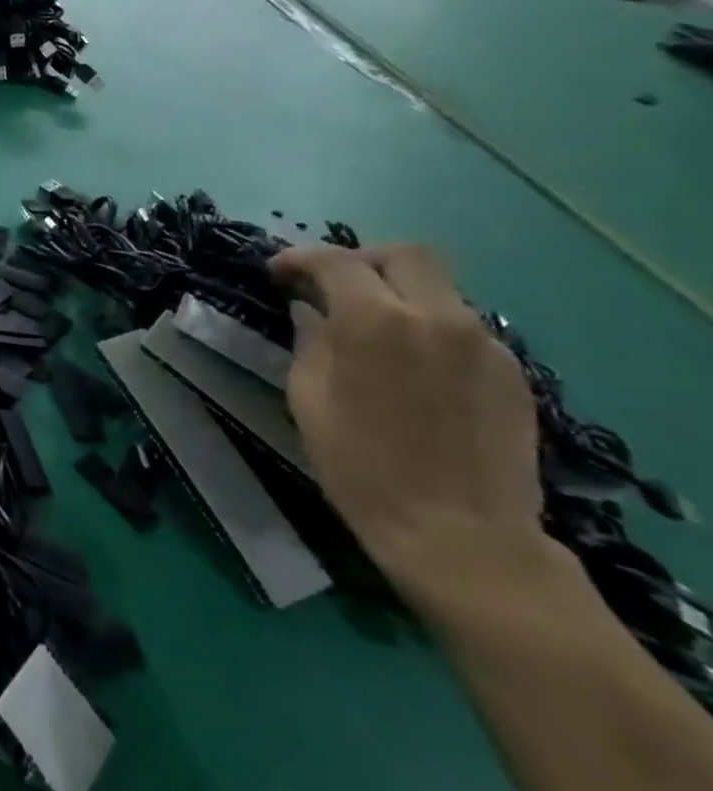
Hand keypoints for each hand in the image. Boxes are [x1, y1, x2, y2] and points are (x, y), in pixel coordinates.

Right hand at [270, 245, 543, 591]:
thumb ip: (310, 342)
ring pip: (439, 289)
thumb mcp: (309, 399)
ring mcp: (484, 344)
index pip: (336, 261)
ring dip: (397, 294)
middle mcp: (437, 318)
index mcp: (377, 322)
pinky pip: (462, 327)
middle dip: (362, 260)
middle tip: (332, 285)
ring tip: (370, 328)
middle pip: (405, 255)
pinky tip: (410, 365)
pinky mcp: (511, 372)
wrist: (460, 535)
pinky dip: (428, 327)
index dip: (300, 259)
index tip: (279, 273)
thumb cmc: (361, 466)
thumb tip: (310, 312)